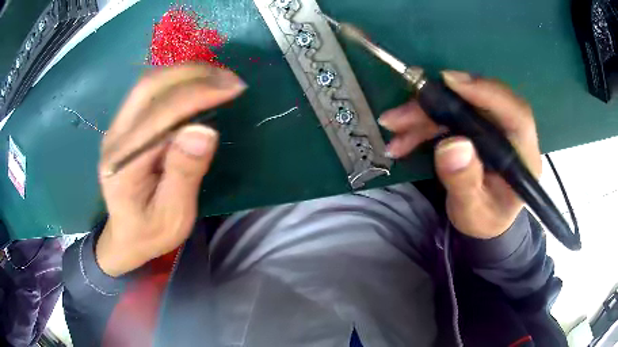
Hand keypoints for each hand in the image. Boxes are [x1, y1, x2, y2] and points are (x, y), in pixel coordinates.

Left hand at [96, 64, 246, 276]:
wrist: (125, 237)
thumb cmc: (150, 233)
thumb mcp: (173, 216)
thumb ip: (184, 174)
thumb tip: (204, 130)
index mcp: (124, 164)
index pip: (161, 115)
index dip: (198, 95)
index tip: (233, 88)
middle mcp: (115, 138)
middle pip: (149, 87)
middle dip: (192, 75)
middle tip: (229, 78)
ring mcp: (116, 128)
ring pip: (148, 83)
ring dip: (184, 73)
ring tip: (217, 78)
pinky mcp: (123, 125)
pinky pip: (148, 92)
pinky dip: (175, 81)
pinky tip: (195, 85)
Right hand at [379, 71, 541, 238]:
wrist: (483, 220)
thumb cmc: (484, 219)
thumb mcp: (473, 211)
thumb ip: (465, 183)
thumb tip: (452, 145)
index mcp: (523, 157)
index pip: (516, 114)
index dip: (487, 92)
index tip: (450, 82)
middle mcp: (510, 134)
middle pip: (479, 103)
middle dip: (436, 105)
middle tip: (401, 114)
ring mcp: (492, 127)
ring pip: (458, 107)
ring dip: (422, 114)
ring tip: (393, 126)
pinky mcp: (476, 126)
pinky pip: (448, 115)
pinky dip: (422, 123)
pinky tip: (401, 137)